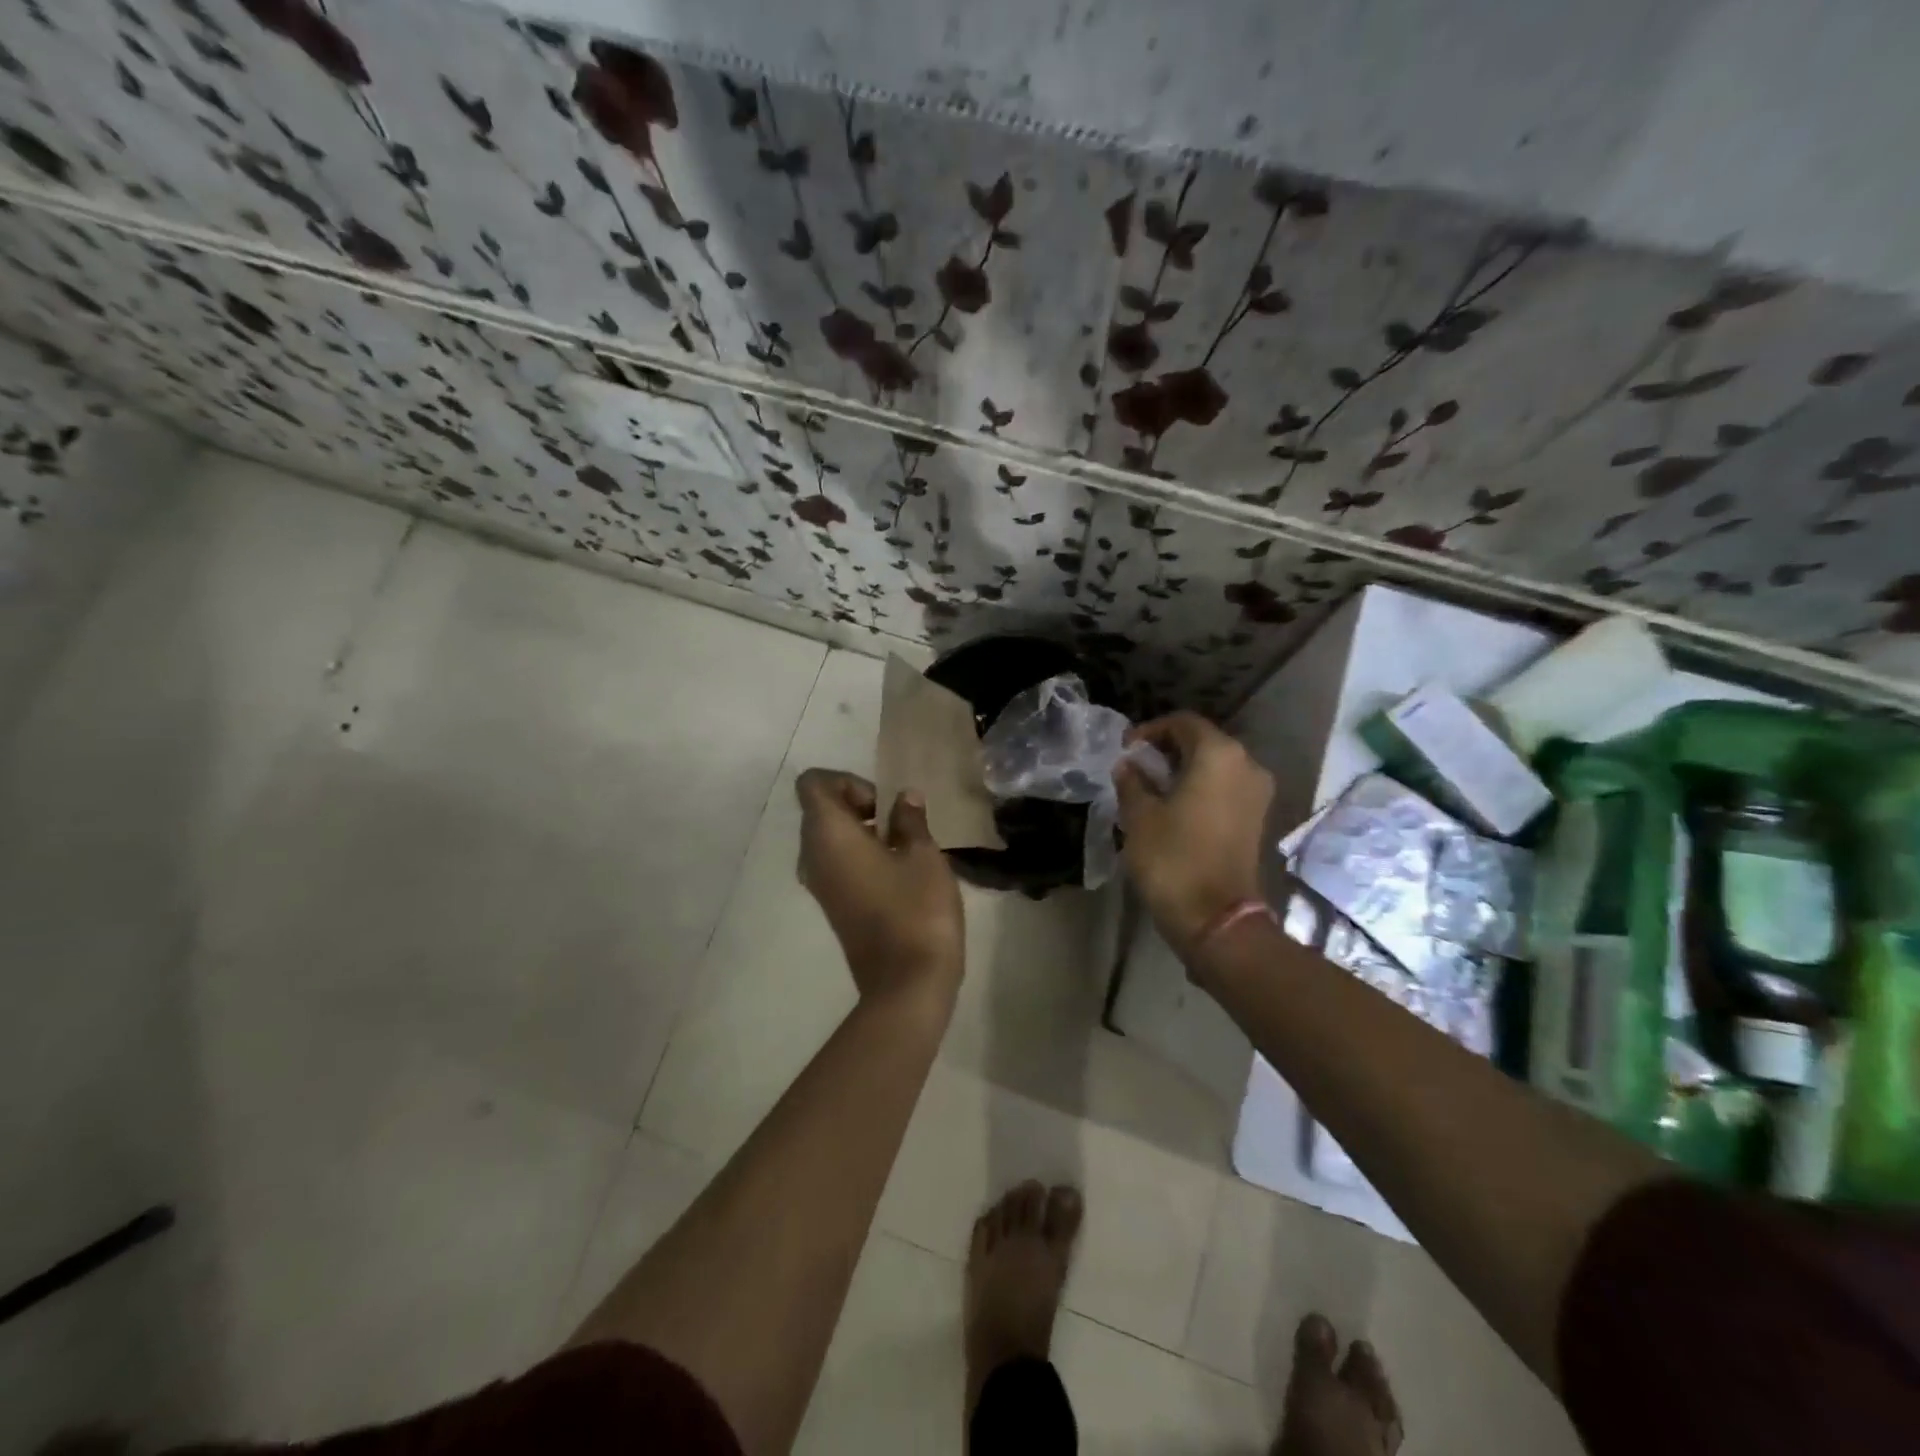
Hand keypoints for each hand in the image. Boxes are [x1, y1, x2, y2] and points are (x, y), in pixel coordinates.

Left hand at [796, 769, 964, 1004]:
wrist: (907, 984)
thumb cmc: (916, 910)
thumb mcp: (923, 856)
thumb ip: (910, 820)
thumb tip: (904, 798)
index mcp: (828, 835)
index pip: (813, 783)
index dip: (848, 781)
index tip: (882, 803)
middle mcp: (812, 856)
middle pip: (820, 809)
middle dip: (859, 804)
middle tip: (900, 822)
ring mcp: (819, 884)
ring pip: (829, 838)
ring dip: (862, 831)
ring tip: (904, 846)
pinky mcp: (832, 905)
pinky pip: (836, 863)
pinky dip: (860, 854)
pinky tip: (898, 871)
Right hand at [1114, 712, 1274, 958]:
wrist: (1216, 918)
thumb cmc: (1173, 858)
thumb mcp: (1139, 816)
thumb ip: (1132, 782)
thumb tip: (1128, 765)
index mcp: (1219, 755)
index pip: (1183, 722)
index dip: (1150, 730)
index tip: (1125, 748)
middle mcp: (1246, 765)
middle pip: (1203, 741)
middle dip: (1167, 749)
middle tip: (1135, 766)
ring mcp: (1257, 793)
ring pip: (1216, 766)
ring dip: (1184, 770)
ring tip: (1150, 787)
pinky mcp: (1257, 818)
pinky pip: (1225, 788)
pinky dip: (1200, 788)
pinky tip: (1173, 806)